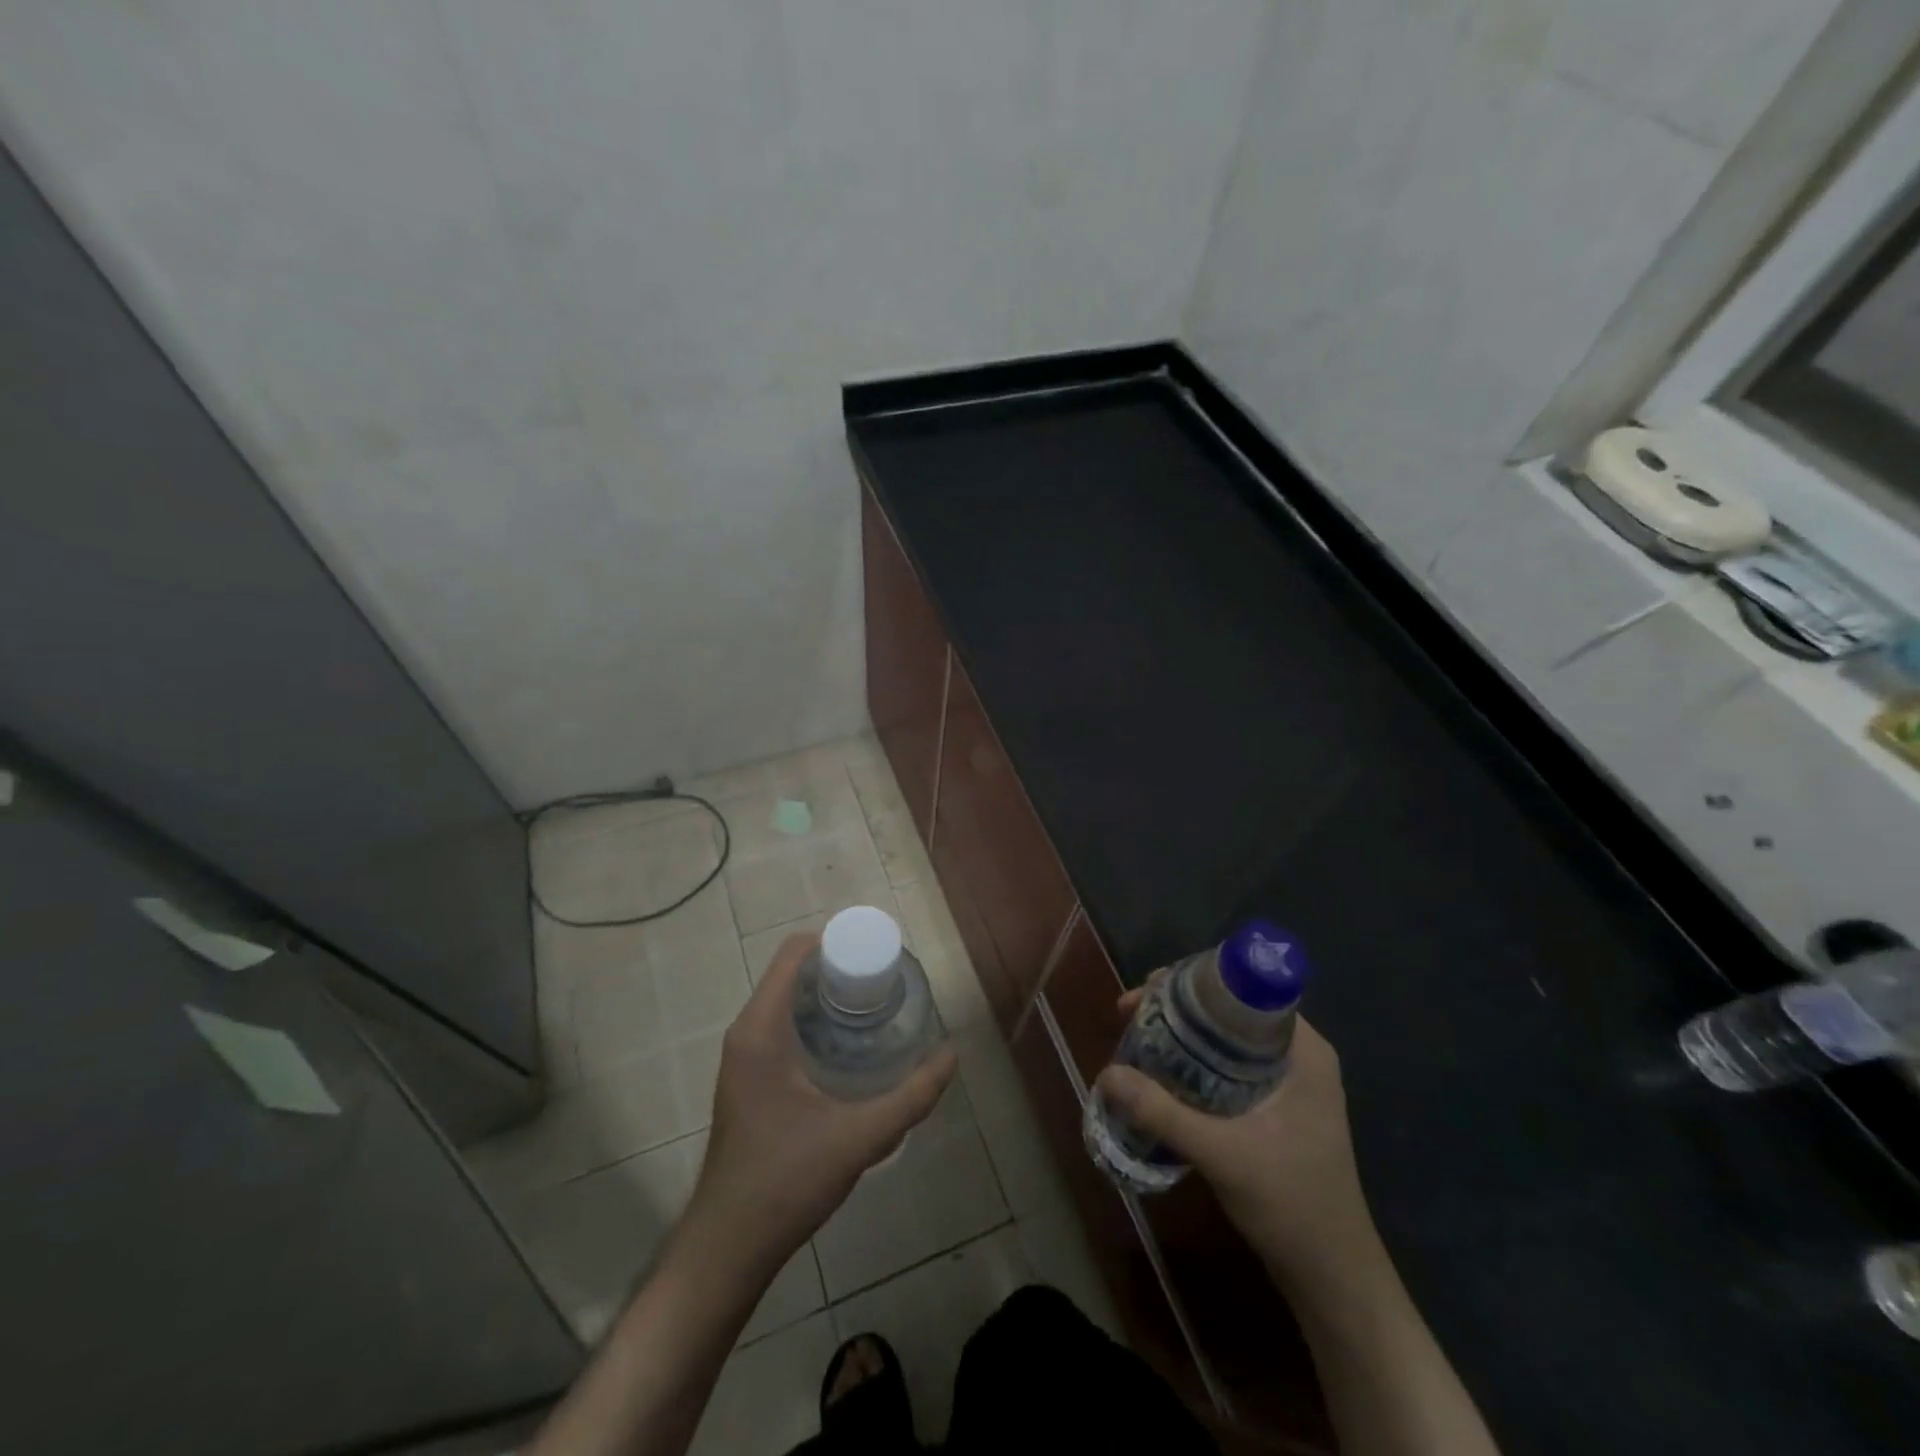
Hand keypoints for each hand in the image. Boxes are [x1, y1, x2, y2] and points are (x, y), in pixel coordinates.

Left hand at [687, 933, 957, 1271]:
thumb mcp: (859, 1138)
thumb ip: (911, 1097)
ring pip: (785, 999)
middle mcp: (746, 1032)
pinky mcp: (747, 1076)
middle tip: (885, 981)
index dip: (835, 940)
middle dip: (838, 966)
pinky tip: (846, 1042)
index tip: (877, 953)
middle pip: (791, 972)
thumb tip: (951, 1055)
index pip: (794, 953)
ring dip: (826, 992)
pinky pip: (780, 1023)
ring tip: (874, 1005)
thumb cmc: (787, 1182)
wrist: (729, 1245)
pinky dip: (812, 1016)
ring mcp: (742, 1056)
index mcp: (762, 1030)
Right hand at [1096, 996, 1377, 1285]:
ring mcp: (1291, 1082)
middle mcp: (1299, 1055)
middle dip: (1178, 1007)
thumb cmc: (1292, 1205)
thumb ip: (1163, 1112)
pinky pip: (1229, 1064)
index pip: (1245, 988)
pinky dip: (1194, 1061)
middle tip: (1131, 1014)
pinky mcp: (1278, 1107)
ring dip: (1182, 1034)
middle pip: (1230, 1009)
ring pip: (1226, 1037)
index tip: (1149, 990)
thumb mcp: (1222, 1154)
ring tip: (1136, 1038)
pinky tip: (1162, 1074)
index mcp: (1303, 1050)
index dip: (1193, 980)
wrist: (1335, 1279)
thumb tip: (1106, 1073)